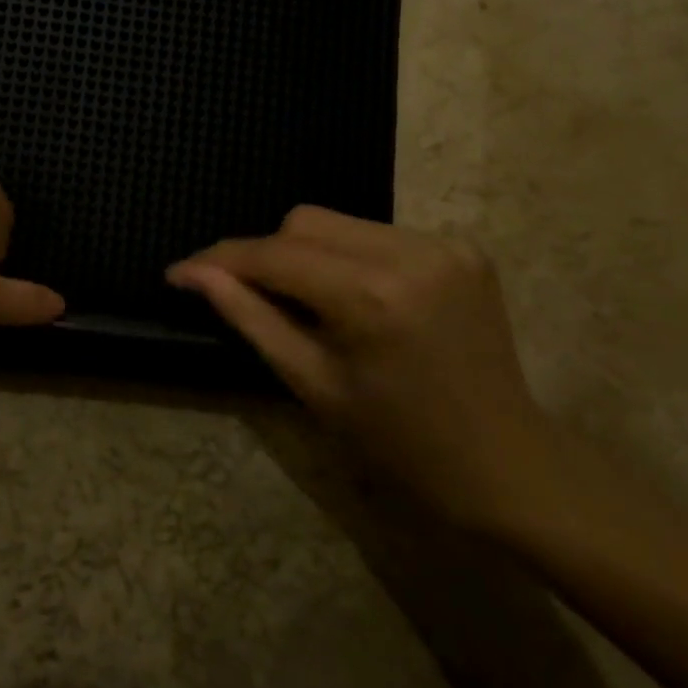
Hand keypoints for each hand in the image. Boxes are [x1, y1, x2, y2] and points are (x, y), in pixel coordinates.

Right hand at [168, 207, 550, 530]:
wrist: (508, 465)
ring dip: (307, 254)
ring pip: (339, 222)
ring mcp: (444, 244)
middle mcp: (410, 253)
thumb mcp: (312, 384)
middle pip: (305, 222)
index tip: (180, 271)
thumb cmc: (400, 444)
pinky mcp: (463, 247)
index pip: (275, 255)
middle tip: (251, 296)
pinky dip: (351, 257)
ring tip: (308, 302)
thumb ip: (249, 316)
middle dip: (267, 254)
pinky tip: (358, 297)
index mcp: (371, 297)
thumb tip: (194, 273)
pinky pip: (378, 233)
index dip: (221, 259)